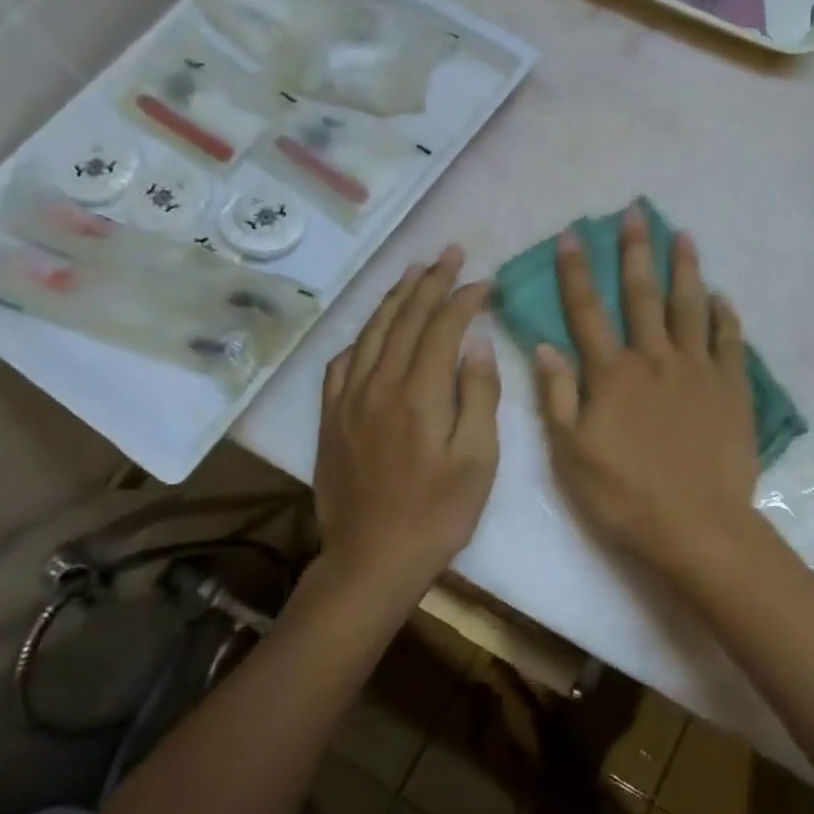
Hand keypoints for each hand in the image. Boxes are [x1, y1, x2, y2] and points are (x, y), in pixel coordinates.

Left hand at [315, 245, 500, 593]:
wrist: (372, 560)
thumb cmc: (438, 513)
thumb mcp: (478, 459)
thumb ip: (479, 395)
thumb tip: (477, 343)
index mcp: (420, 393)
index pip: (442, 328)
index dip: (463, 299)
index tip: (483, 281)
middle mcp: (379, 384)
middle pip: (405, 319)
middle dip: (430, 282)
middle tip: (449, 253)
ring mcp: (348, 400)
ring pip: (371, 333)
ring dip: (394, 298)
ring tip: (413, 272)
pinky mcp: (330, 418)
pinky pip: (342, 363)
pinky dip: (360, 337)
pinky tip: (371, 330)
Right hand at [535, 205, 760, 580]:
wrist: (697, 527)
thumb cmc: (624, 496)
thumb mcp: (571, 454)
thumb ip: (557, 396)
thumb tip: (544, 345)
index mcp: (612, 374)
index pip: (587, 311)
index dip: (576, 271)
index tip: (572, 234)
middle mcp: (655, 359)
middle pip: (642, 295)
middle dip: (635, 251)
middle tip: (636, 213)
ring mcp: (698, 370)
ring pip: (690, 306)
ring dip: (685, 268)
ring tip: (682, 235)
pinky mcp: (732, 388)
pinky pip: (730, 341)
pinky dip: (724, 315)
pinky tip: (720, 296)